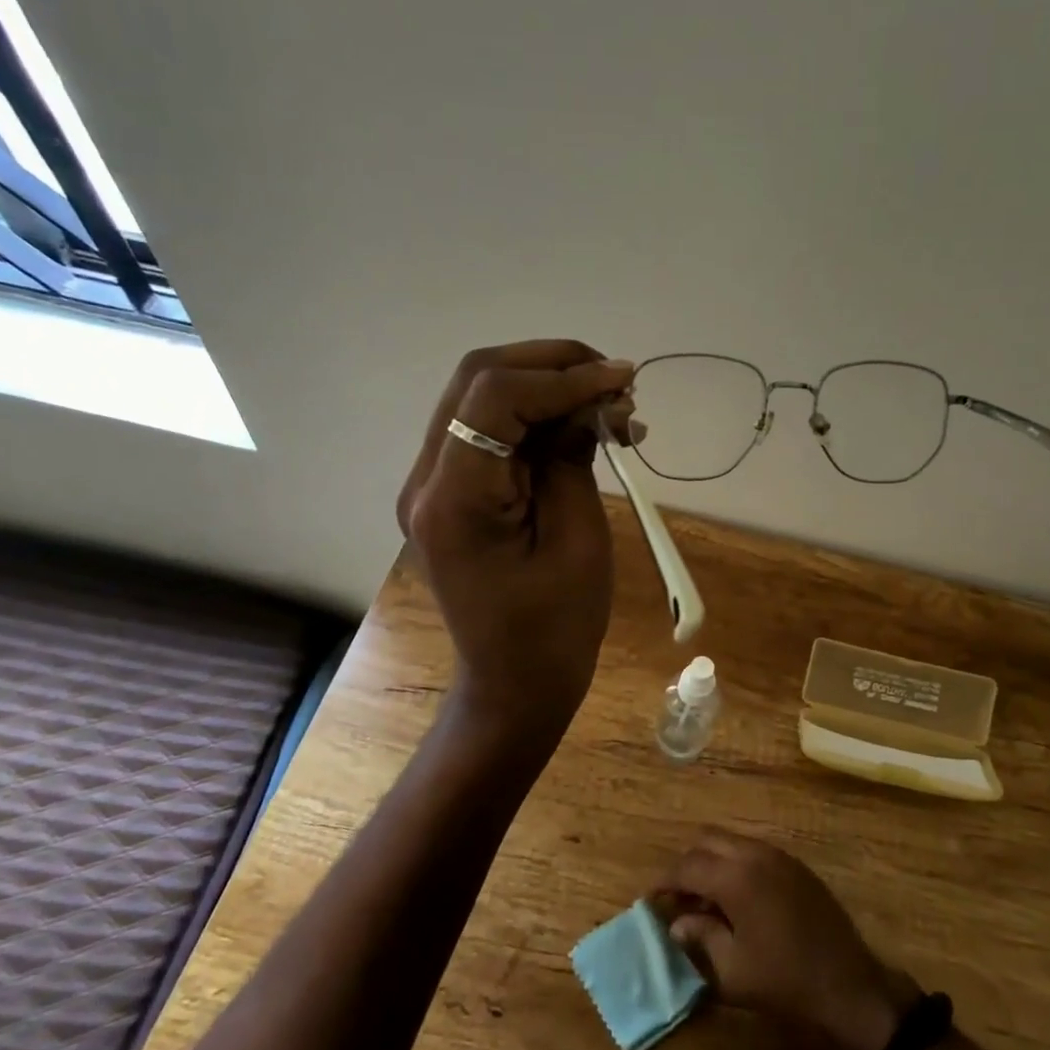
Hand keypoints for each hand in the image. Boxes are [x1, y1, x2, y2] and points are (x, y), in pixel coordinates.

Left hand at [397, 340, 636, 739]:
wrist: (514, 684)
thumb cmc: (554, 630)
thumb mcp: (578, 542)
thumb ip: (574, 460)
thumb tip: (589, 402)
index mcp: (455, 500)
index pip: (495, 398)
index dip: (563, 377)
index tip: (622, 382)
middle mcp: (427, 480)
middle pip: (479, 378)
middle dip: (553, 365)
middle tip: (616, 382)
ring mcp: (432, 484)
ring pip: (483, 396)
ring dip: (548, 386)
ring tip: (610, 406)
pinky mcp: (452, 491)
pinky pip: (489, 430)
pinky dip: (538, 416)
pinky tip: (584, 429)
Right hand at [655, 831, 918, 1049]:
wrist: (848, 984)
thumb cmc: (784, 981)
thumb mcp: (731, 971)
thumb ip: (700, 938)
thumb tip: (678, 923)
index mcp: (735, 876)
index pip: (687, 866)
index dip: (664, 882)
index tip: (651, 901)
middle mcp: (755, 853)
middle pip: (707, 841)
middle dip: (687, 865)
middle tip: (678, 898)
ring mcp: (779, 855)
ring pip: (731, 842)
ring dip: (712, 862)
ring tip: (705, 901)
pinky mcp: (795, 865)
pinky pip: (753, 851)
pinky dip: (735, 864)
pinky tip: (736, 900)